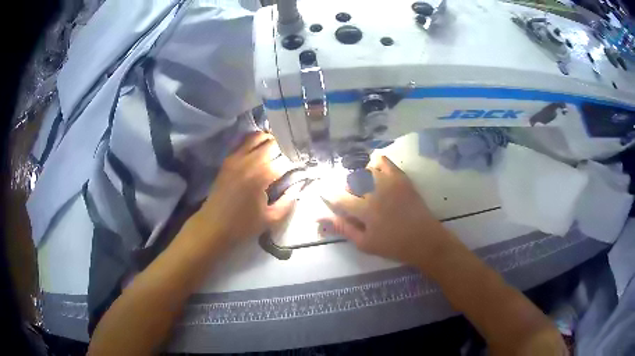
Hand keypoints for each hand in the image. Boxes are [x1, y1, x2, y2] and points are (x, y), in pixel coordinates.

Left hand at [186, 132, 295, 248]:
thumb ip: (288, 202)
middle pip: (273, 142)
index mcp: (261, 175)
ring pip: (258, 137)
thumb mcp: (270, 219)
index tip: (303, 166)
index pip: (286, 159)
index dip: (297, 161)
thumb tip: (299, 186)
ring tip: (278, 151)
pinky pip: (244, 142)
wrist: (212, 226)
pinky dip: (255, 141)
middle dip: (285, 148)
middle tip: (292, 158)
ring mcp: (236, 157)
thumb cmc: (242, 226)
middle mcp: (249, 161)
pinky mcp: (228, 159)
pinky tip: (261, 150)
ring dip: (271, 141)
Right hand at [320, 156, 463, 269]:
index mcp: (365, 211)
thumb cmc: (393, 246)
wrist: (425, 240)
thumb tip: (320, 217)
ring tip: (364, 189)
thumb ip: (343, 228)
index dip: (329, 195)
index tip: (324, 194)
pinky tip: (375, 173)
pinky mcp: (401, 178)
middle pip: (351, 181)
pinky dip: (376, 163)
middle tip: (352, 200)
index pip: (339, 197)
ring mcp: (390, 182)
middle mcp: (376, 192)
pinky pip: (384, 161)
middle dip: (346, 189)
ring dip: (359, 178)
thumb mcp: (365, 243)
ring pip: (365, 170)